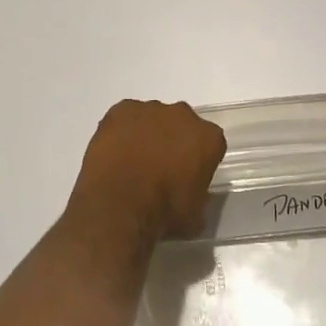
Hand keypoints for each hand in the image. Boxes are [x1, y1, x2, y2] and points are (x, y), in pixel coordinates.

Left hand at [67, 100, 226, 244]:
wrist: (119, 204)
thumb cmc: (163, 212)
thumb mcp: (195, 216)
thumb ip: (198, 196)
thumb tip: (190, 194)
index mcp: (208, 138)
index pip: (210, 143)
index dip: (198, 159)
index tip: (188, 175)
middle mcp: (183, 115)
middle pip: (182, 124)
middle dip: (173, 141)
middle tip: (160, 167)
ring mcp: (150, 109)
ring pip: (152, 118)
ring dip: (147, 135)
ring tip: (132, 162)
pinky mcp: (121, 108)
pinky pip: (125, 117)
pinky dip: (122, 131)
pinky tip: (115, 153)